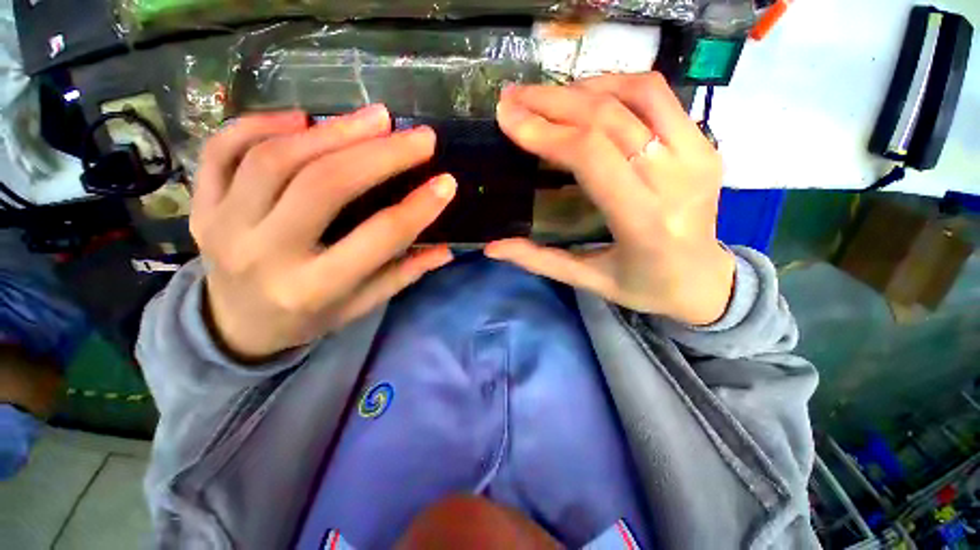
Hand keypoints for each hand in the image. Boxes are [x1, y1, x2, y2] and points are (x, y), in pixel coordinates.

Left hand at [191, 106, 455, 359]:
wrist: (237, 327)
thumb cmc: (309, 317)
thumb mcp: (361, 306)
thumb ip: (403, 274)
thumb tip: (446, 250)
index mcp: (314, 288)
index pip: (378, 238)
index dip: (418, 208)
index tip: (446, 183)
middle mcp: (265, 255)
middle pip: (324, 185)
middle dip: (379, 153)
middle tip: (418, 137)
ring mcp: (223, 225)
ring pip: (276, 159)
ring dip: (332, 131)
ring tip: (374, 119)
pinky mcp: (201, 206)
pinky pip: (222, 151)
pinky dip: (261, 124)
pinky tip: (301, 119)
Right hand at [487, 74, 734, 324]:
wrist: (705, 281)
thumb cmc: (644, 287)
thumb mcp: (588, 281)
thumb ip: (539, 261)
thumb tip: (492, 248)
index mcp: (643, 221)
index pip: (590, 156)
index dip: (544, 131)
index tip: (508, 118)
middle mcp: (675, 179)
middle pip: (608, 118)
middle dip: (552, 101)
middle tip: (514, 98)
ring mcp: (697, 154)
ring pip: (636, 94)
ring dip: (582, 87)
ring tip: (545, 97)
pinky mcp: (705, 143)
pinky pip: (658, 96)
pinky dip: (615, 86)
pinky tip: (586, 97)